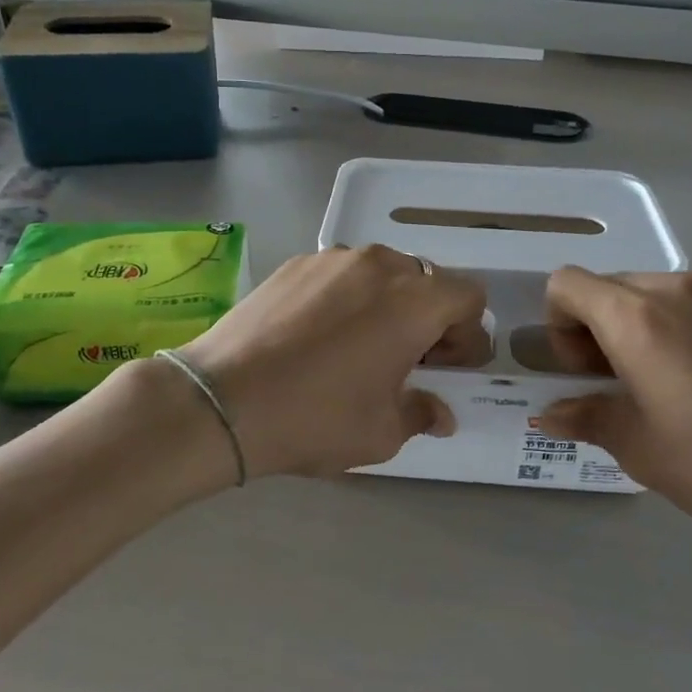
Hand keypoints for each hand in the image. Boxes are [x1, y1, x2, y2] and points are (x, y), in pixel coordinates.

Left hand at [176, 246, 489, 479]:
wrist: (222, 400)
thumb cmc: (315, 417)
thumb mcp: (381, 433)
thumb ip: (421, 414)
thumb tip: (439, 412)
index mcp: (414, 301)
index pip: (469, 296)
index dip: (467, 333)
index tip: (445, 367)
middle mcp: (379, 265)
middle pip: (426, 281)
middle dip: (429, 318)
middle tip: (407, 360)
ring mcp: (332, 258)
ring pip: (381, 273)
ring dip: (387, 304)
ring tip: (359, 345)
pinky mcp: (294, 264)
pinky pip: (340, 274)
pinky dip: (346, 298)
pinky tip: (317, 336)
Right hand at [536, 270, 691, 544]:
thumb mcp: (638, 447)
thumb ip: (585, 418)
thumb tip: (549, 414)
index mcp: (636, 316)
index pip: (567, 284)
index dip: (557, 324)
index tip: (583, 370)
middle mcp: (676, 290)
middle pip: (608, 286)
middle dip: (594, 328)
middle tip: (617, 383)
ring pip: (651, 293)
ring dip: (636, 327)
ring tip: (662, 383)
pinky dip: (677, 329)